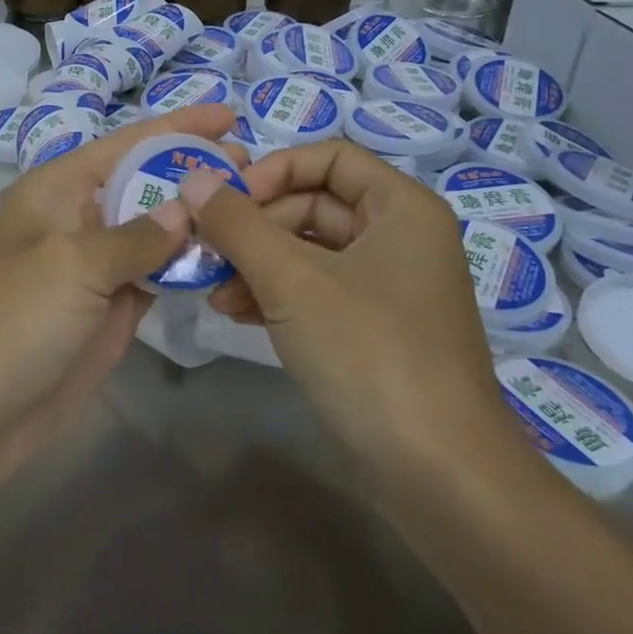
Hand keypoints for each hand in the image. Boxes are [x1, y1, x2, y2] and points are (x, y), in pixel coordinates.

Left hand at [0, 104, 241, 499]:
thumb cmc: (11, 320)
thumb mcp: (72, 265)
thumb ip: (136, 235)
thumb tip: (188, 206)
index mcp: (57, 190)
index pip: (126, 144)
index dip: (176, 126)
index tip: (229, 115)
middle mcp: (77, 220)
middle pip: (144, 184)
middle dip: (194, 172)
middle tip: (257, 168)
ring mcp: (95, 268)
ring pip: (155, 231)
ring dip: (198, 220)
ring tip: (255, 205)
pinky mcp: (109, 310)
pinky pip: (156, 275)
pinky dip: (188, 265)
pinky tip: (229, 255)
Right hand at [179, 140, 525, 503]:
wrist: (439, 476)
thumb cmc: (369, 353)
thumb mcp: (292, 280)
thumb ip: (237, 223)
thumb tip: (193, 177)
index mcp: (401, 208)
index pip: (328, 157)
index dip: (273, 169)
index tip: (226, 200)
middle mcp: (399, 237)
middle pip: (313, 203)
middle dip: (255, 225)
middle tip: (206, 248)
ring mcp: (386, 287)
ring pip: (308, 250)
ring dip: (256, 262)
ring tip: (213, 288)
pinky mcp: (371, 329)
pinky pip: (315, 290)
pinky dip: (275, 294)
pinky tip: (235, 312)